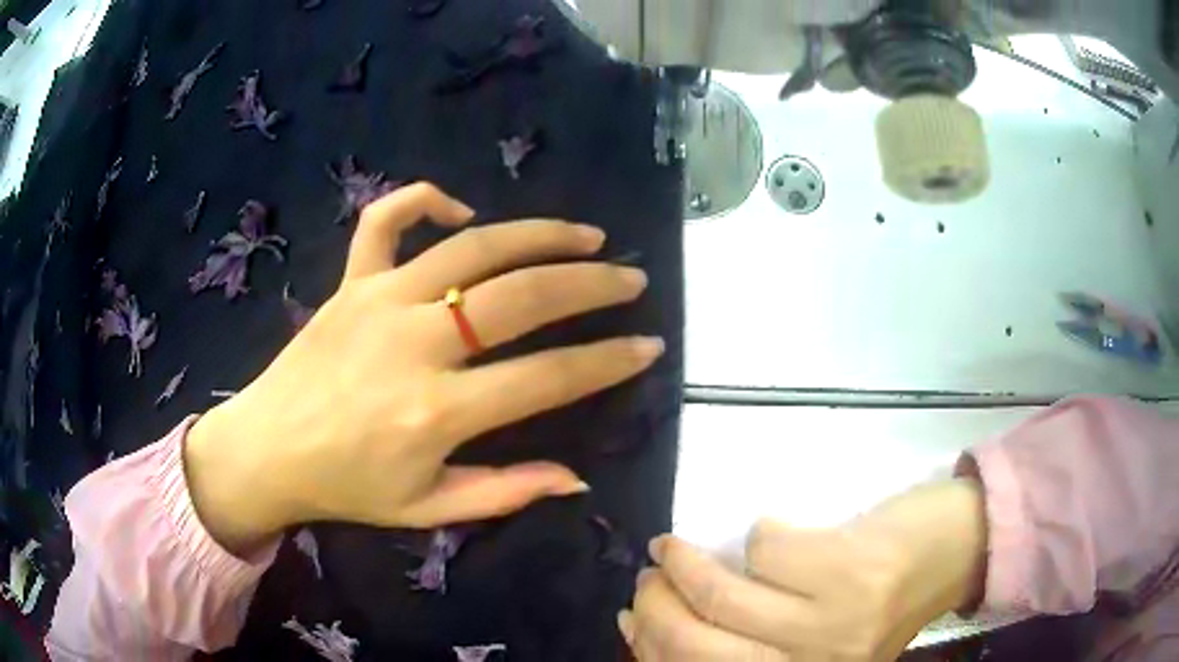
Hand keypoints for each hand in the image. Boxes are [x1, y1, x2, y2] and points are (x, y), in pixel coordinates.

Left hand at [184, 183, 662, 554]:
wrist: (267, 449)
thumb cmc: (347, 486)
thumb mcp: (427, 508)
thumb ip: (504, 493)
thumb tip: (575, 479)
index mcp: (437, 413)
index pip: (546, 378)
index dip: (607, 362)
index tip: (648, 346)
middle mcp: (415, 344)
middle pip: (522, 297)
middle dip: (591, 286)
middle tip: (631, 280)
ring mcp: (379, 301)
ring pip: (471, 248)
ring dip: (537, 234)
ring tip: (585, 235)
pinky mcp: (350, 282)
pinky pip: (385, 222)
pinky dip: (424, 200)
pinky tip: (460, 210)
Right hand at [621, 479, 987, 660]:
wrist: (949, 551)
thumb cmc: (874, 600)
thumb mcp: (804, 639)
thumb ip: (739, 640)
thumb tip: (648, 625)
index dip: (648, 649)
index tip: (631, 618)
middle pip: (695, 643)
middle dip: (655, 603)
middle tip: (649, 574)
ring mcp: (831, 622)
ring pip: (722, 592)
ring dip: (684, 561)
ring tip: (674, 547)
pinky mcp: (846, 569)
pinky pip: (765, 545)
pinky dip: (759, 533)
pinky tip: (772, 535)